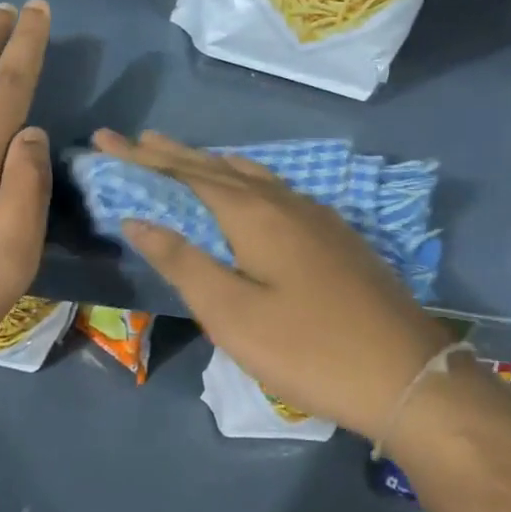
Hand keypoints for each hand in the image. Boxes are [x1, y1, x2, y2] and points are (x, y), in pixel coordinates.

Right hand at [92, 130, 450, 439]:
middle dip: (173, 154)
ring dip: (212, 164)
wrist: (405, 372)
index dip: (142, 158)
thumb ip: (184, 262)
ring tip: (184, 156)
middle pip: (218, 168)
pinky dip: (246, 181)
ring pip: (252, 176)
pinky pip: (277, 191)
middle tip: (137, 139)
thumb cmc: (308, 349)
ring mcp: (316, 216)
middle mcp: (285, 202)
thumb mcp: (233, 313)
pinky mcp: (335, 236)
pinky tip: (250, 189)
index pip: (186, 174)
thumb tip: (138, 219)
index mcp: (254, 214)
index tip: (105, 139)